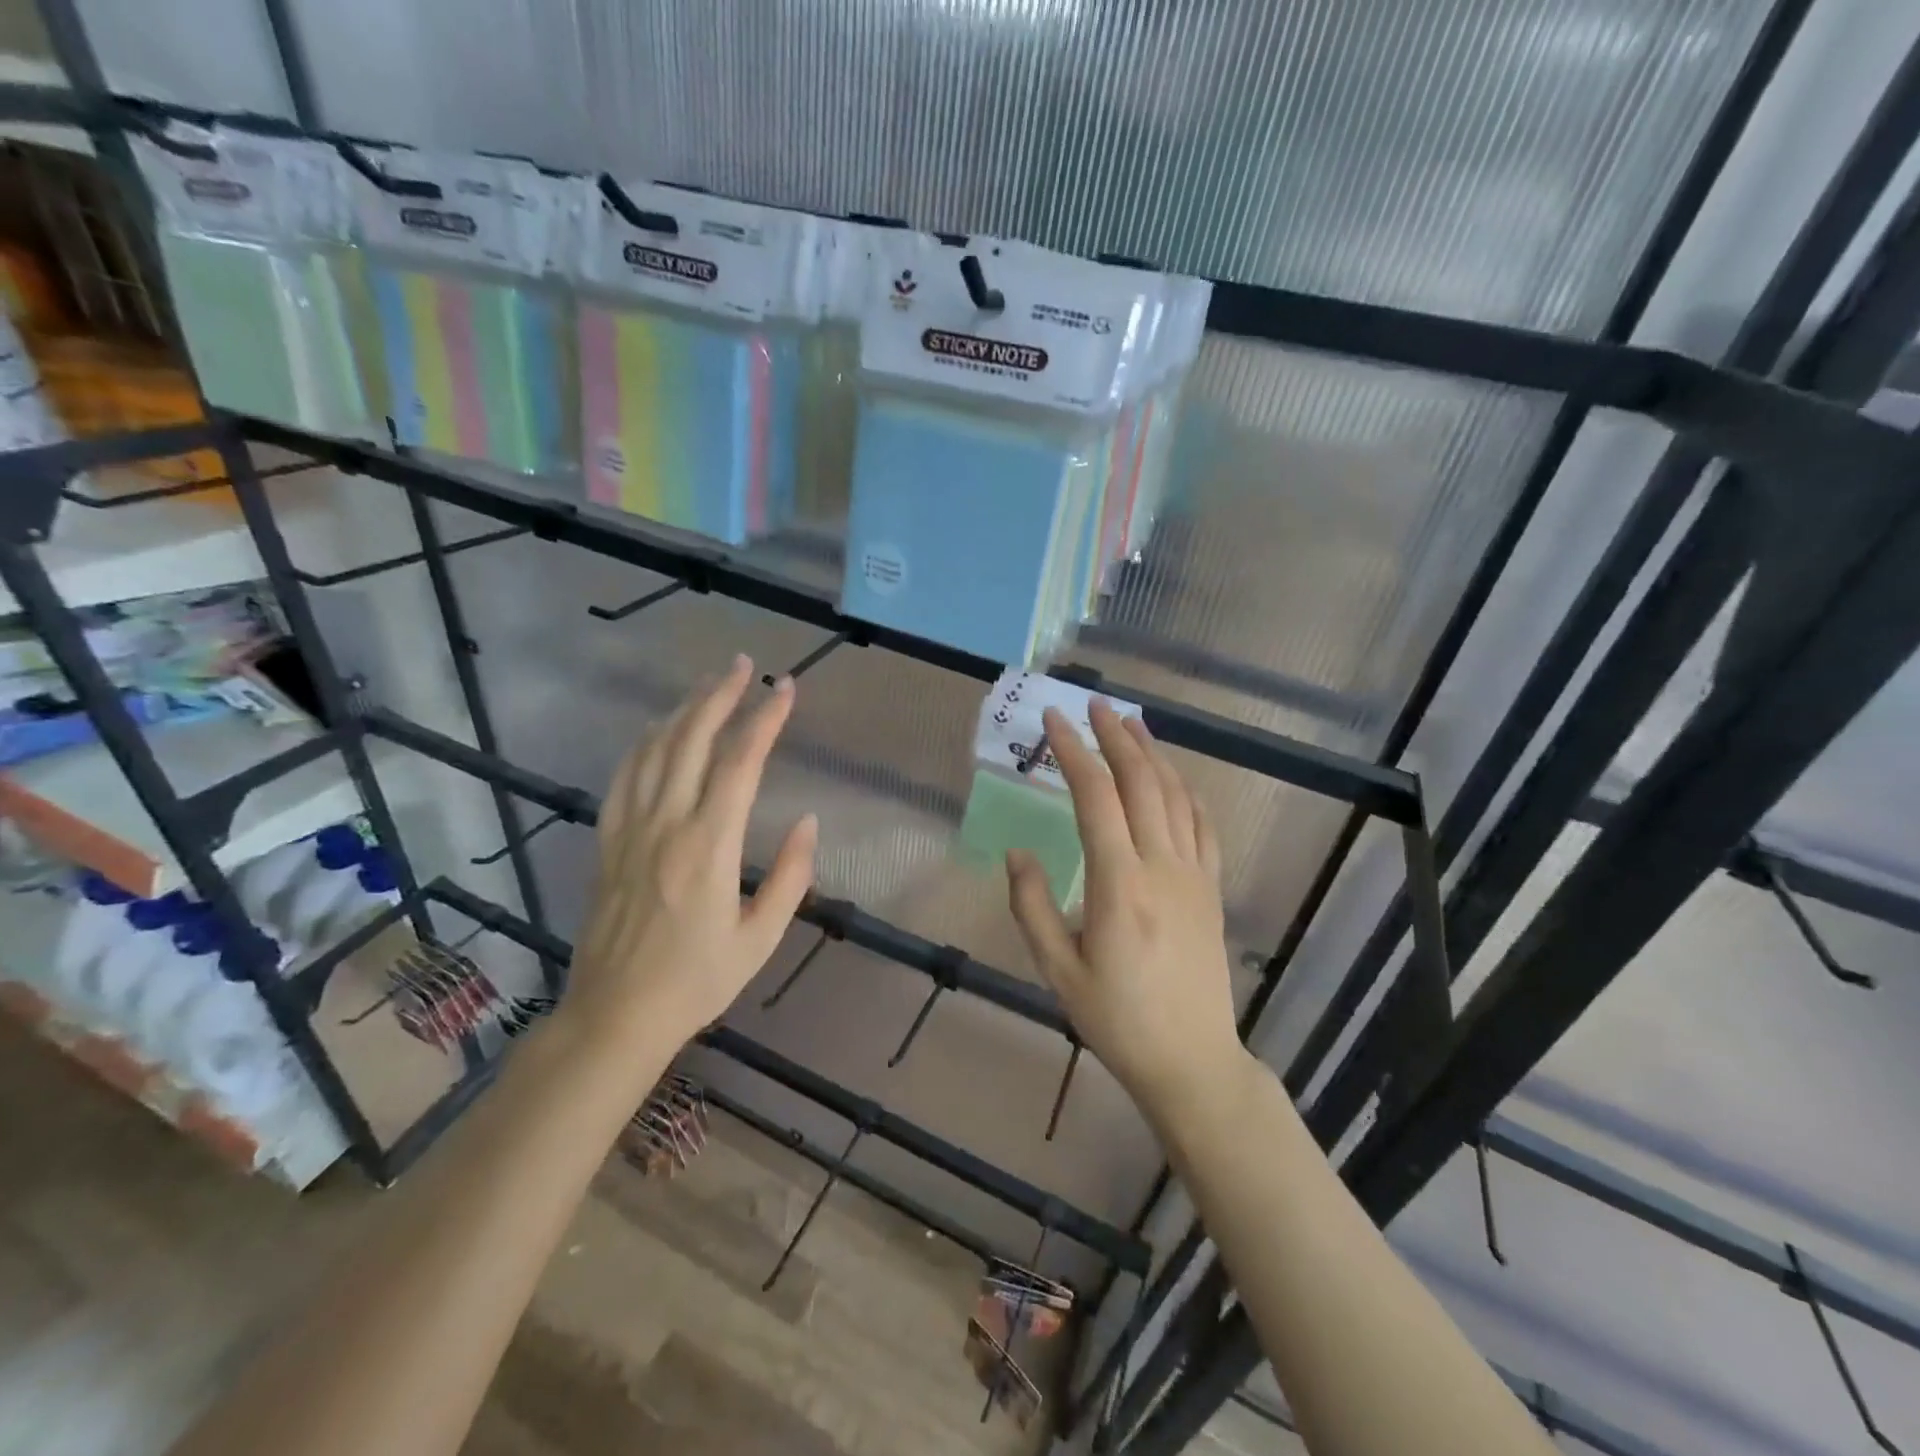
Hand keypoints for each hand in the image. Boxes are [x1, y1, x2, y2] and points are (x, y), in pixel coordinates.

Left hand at [564, 656, 817, 1053]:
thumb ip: (790, 877)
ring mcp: (629, 830)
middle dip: (720, 696)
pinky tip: (657, 730)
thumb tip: (807, 821)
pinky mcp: (607, 841)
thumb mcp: (760, 938)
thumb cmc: (697, 981)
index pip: (740, 763)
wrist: (615, 1015)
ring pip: (654, 750)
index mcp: (708, 846)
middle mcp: (666, 824)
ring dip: (683, 710)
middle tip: (743, 665)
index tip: (786, 689)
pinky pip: (623, 777)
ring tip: (708, 684)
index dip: (765, 720)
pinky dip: (644, 743)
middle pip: (692, 740)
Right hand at [1006, 702, 1242, 1124]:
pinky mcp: (1212, 889)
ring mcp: (1194, 875)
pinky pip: (1203, 825)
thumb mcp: (1058, 971)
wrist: (1192, 1060)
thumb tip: (1018, 852)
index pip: (1096, 797)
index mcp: (1119, 885)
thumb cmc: (1116, 1020)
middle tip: (1093, 705)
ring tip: (1131, 723)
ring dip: (1152, 753)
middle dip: (1115, 736)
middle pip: (1141, 782)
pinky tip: (1173, 777)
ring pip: (1176, 795)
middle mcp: (1162, 867)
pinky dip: (1186, 790)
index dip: (1073, 752)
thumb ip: (1031, 906)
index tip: (1053, 720)